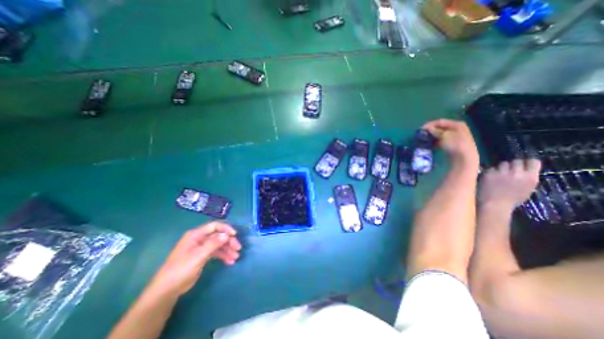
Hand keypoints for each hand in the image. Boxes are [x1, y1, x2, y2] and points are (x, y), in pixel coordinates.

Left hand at [150, 221, 241, 295]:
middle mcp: (200, 238)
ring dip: (228, 249)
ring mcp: (201, 247)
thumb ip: (213, 244)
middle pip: (219, 235)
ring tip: (236, 257)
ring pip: (219, 244)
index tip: (235, 235)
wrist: (167, 290)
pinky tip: (230, 261)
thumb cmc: (181, 270)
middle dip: (229, 241)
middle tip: (238, 249)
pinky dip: (223, 255)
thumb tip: (227, 235)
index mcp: (196, 235)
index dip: (226, 228)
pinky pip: (216, 252)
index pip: (214, 226)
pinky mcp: (203, 256)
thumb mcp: (198, 256)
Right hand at [421, 119, 479, 168]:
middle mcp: (457, 129)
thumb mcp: (444, 136)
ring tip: (424, 139)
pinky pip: (441, 141)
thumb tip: (428, 128)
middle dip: (431, 131)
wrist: (464, 158)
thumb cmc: (455, 144)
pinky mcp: (452, 145)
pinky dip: (435, 142)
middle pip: (441, 128)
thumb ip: (435, 131)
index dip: (430, 124)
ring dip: (432, 137)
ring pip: (440, 135)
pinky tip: (430, 144)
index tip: (420, 128)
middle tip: (422, 134)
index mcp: (457, 124)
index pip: (440, 122)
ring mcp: (455, 137)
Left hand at [479, 159, 540, 210]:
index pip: (533, 162)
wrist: (495, 204)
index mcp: (530, 177)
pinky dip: (491, 172)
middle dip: (513, 165)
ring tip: (499, 175)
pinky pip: (491, 168)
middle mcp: (517, 173)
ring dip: (501, 168)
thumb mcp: (527, 188)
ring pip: (502, 163)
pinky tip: (490, 178)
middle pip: (516, 161)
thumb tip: (525, 169)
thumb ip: (527, 177)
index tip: (524, 165)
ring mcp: (501, 172)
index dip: (528, 162)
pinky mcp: (489, 173)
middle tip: (509, 170)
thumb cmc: (512, 199)